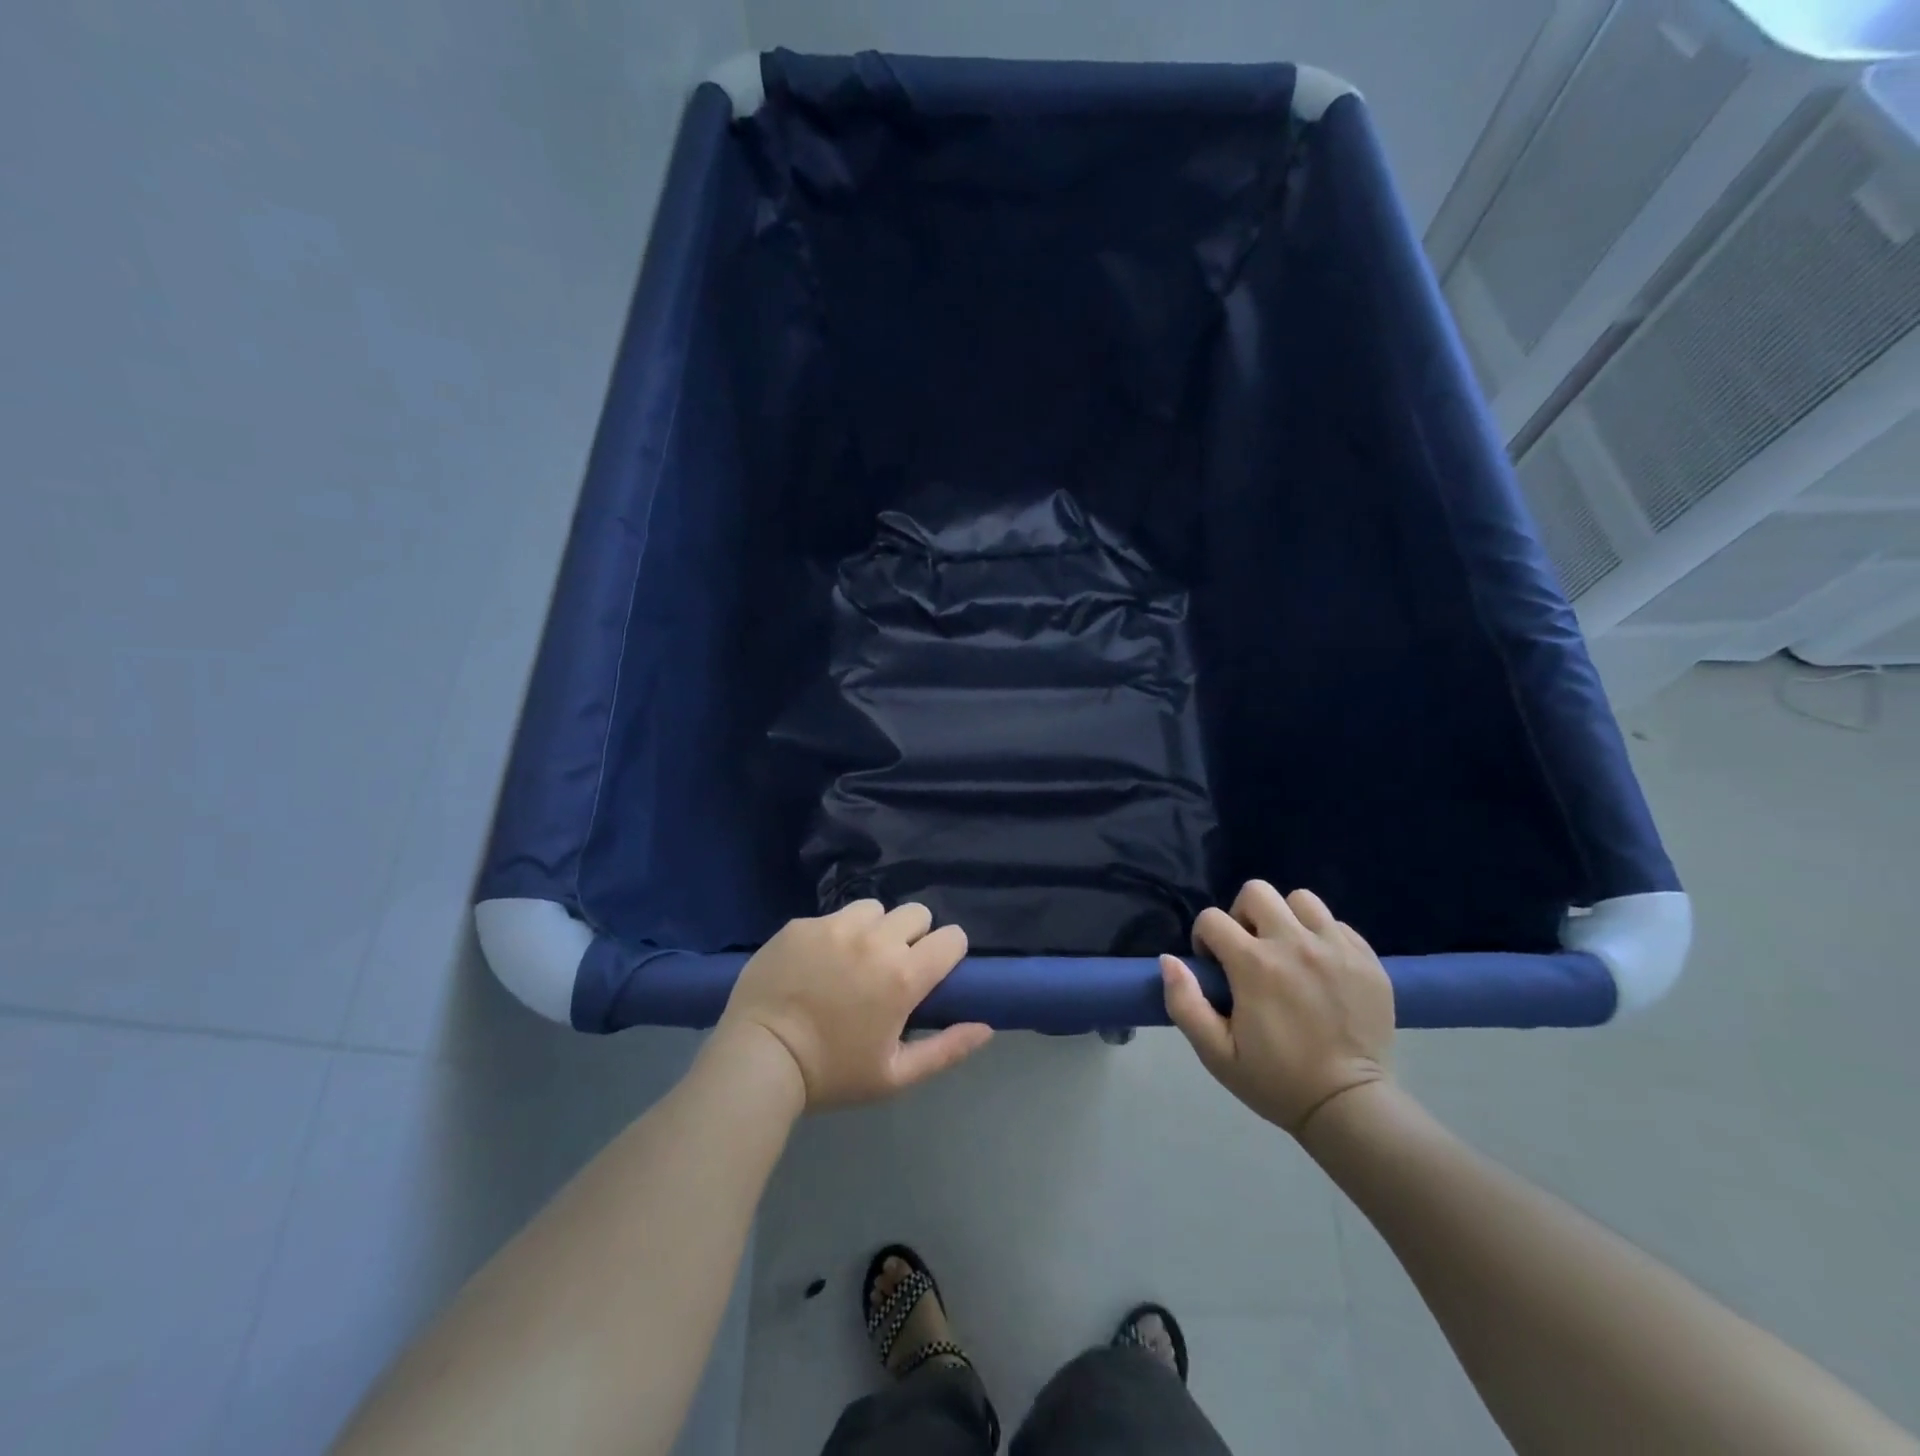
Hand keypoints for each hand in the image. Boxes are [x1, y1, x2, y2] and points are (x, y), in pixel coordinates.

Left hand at [717, 901, 992, 1110]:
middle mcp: (875, 940)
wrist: (758, 1059)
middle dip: (914, 935)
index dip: (948, 953)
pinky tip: (817, 962)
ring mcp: (835, 926)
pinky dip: (835, 933)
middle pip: (916, 913)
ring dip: (874, 928)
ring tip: (854, 958)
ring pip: (874, 908)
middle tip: (892, 966)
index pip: (952, 937)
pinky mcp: (802, 924)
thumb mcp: (895, 1076)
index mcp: (903, 975)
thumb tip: (986, 1027)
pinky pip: (833, 917)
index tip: (934, 972)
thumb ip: (946, 1050)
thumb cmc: (832, 1074)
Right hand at [1160, 880, 1393, 1136]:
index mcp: (1255, 965)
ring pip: (1301, 900)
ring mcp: (1336, 949)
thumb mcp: (1215, 1053)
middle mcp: (1295, 944)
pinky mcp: (1368, 960)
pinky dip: (1323, 938)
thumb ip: (1184, 1002)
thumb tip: (1169, 960)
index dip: (1205, 939)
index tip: (1215, 969)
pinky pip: (1338, 925)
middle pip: (1257, 892)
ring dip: (1287, 919)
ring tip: (1288, 953)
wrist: (1349, 1107)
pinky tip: (1321, 969)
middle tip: (1249, 951)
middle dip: (1243, 916)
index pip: (1212, 919)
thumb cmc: (1276, 1081)